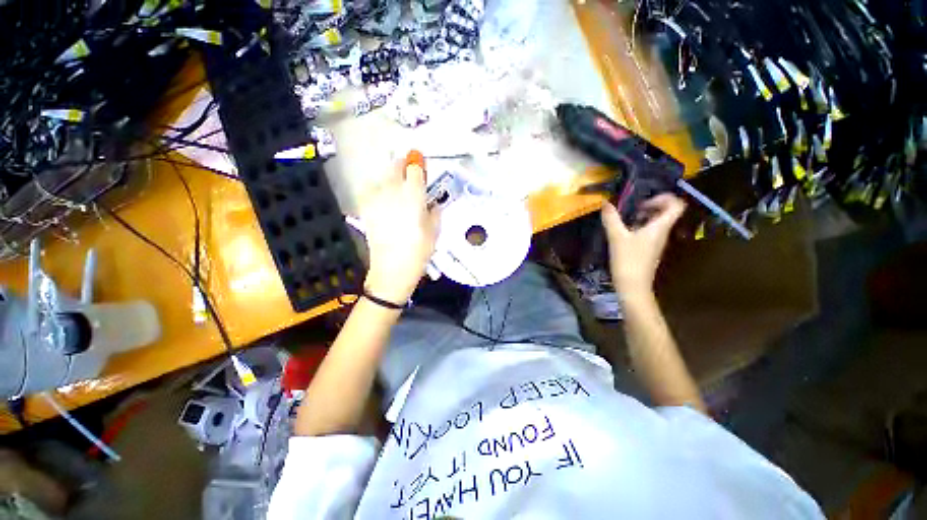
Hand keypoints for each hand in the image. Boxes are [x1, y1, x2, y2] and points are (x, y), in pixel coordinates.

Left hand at [358, 159, 438, 303]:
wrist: (392, 269)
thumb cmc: (419, 251)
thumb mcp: (435, 231)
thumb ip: (434, 212)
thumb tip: (432, 204)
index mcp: (413, 195)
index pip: (415, 169)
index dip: (418, 165)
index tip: (421, 165)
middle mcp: (393, 191)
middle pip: (395, 166)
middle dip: (403, 166)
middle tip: (410, 174)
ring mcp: (376, 198)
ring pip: (382, 176)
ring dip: (391, 177)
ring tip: (396, 189)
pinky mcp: (365, 208)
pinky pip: (370, 189)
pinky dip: (377, 189)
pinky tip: (383, 199)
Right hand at [601, 194, 684, 296]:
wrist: (633, 286)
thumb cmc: (628, 260)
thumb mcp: (617, 237)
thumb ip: (611, 219)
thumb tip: (606, 202)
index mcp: (660, 227)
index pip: (676, 205)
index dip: (663, 198)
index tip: (643, 203)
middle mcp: (662, 233)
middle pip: (666, 212)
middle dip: (650, 206)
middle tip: (632, 210)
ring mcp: (657, 242)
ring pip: (656, 223)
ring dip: (642, 217)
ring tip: (625, 221)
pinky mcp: (649, 250)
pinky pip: (649, 232)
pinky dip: (639, 228)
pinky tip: (624, 233)